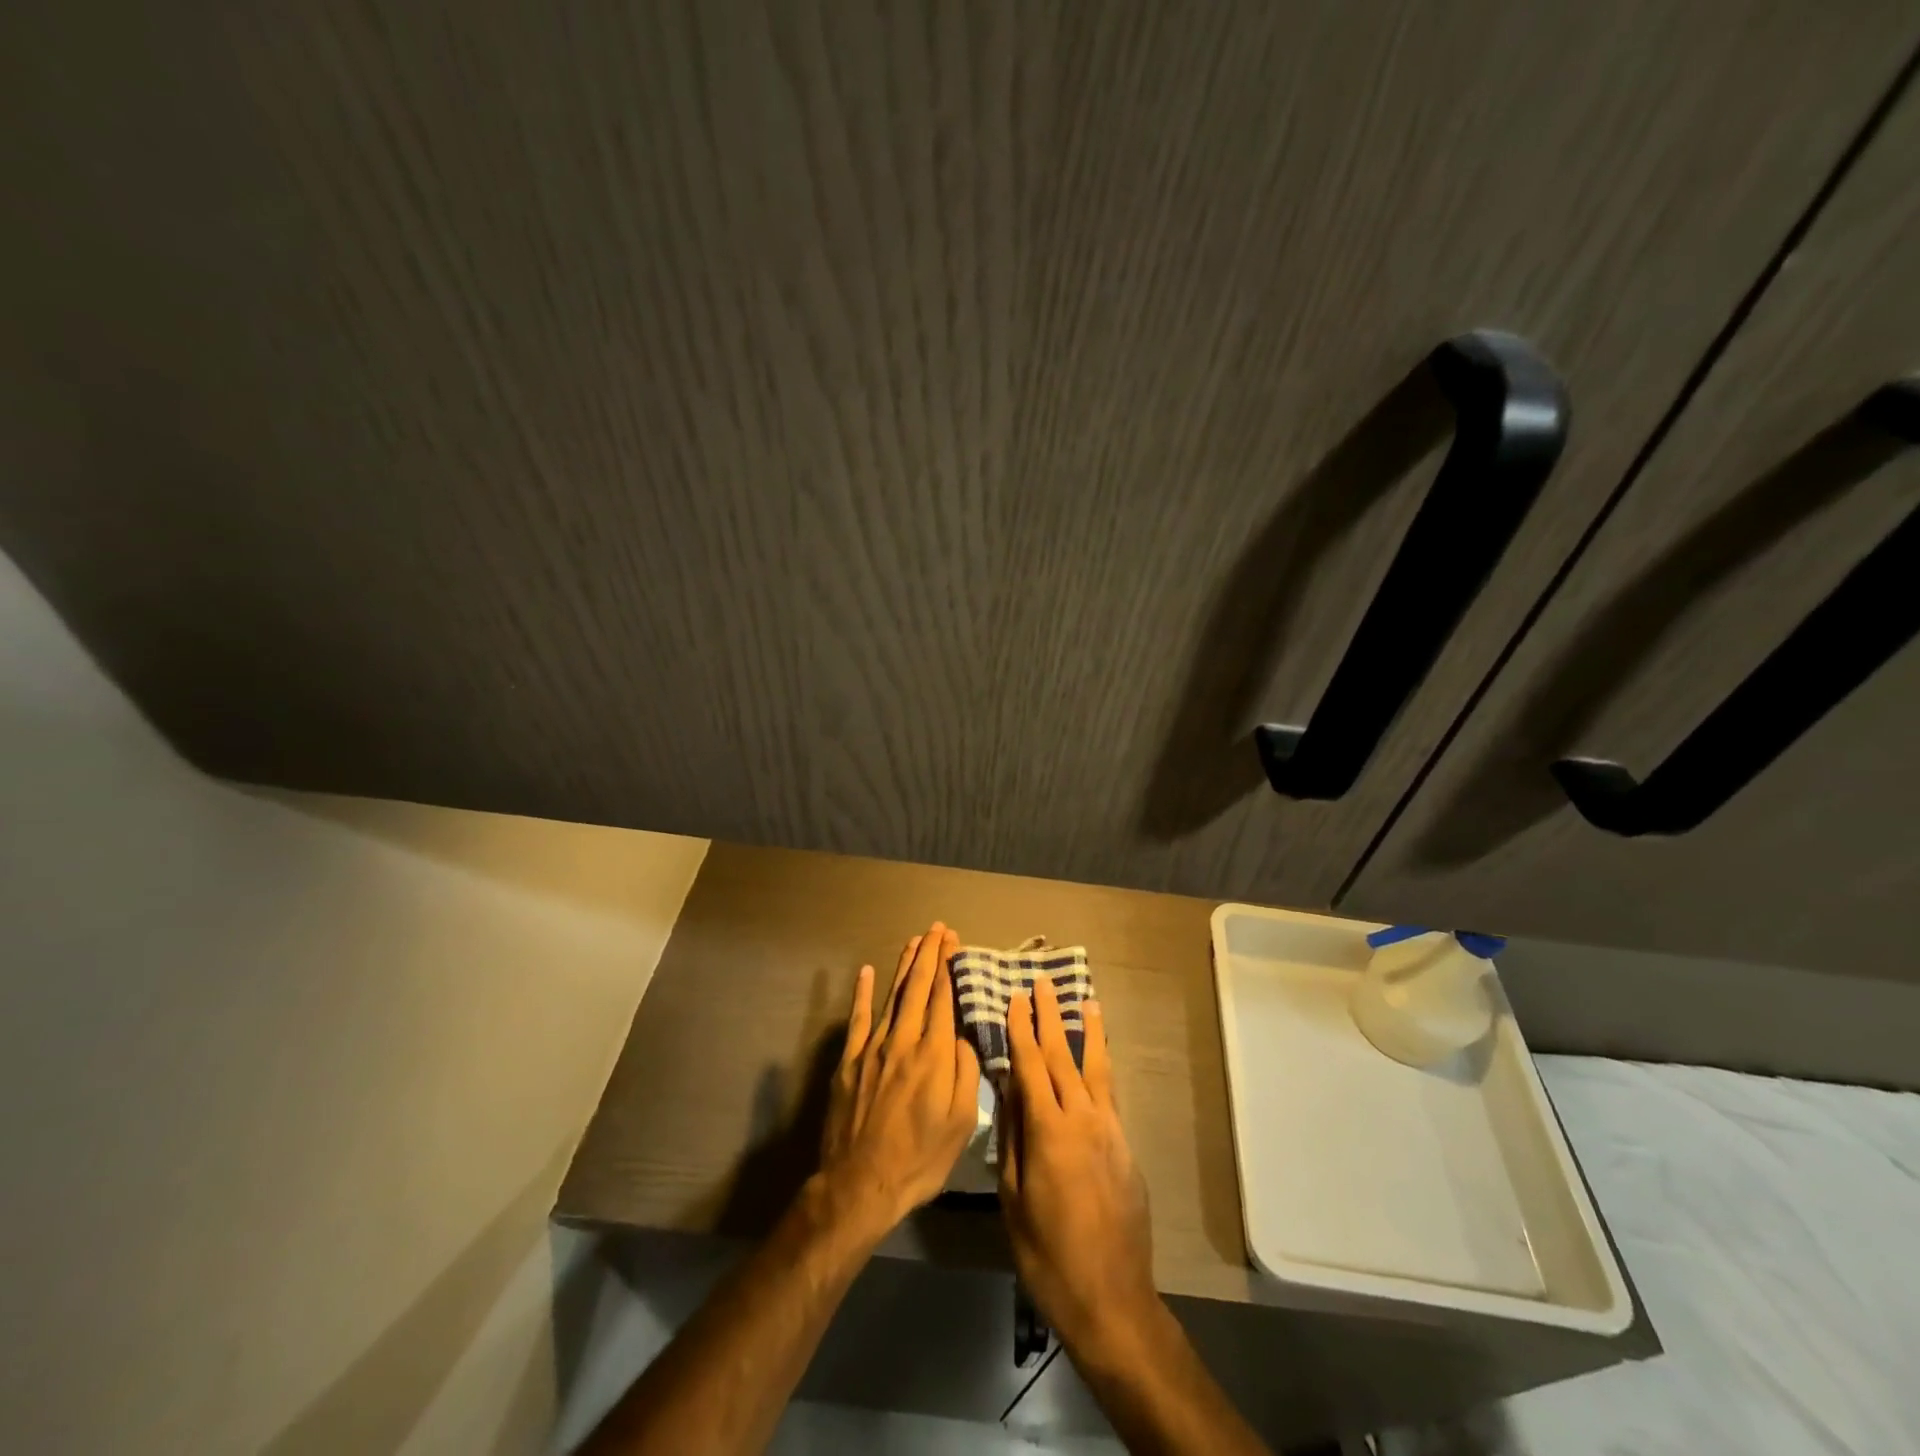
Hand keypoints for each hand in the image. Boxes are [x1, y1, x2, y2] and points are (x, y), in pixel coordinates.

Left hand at [817, 923, 981, 1237]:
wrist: (861, 1184)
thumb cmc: (920, 1158)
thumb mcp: (961, 1122)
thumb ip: (967, 1072)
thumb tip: (966, 1035)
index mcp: (935, 1054)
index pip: (944, 998)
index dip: (949, 966)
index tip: (954, 942)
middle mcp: (905, 1040)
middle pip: (919, 987)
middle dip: (930, 954)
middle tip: (938, 929)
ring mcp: (873, 1047)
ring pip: (893, 995)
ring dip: (905, 965)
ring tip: (915, 940)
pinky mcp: (850, 1060)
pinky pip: (859, 1018)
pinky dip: (862, 993)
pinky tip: (866, 971)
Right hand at [999, 975, 1158, 1358]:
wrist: (1112, 1298)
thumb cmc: (1048, 1254)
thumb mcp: (1014, 1199)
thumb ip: (1012, 1138)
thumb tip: (1008, 1089)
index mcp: (1049, 1130)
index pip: (1030, 1065)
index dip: (1021, 1029)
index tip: (1015, 997)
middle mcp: (1083, 1118)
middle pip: (1063, 1056)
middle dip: (1050, 1016)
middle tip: (1043, 982)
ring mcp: (1109, 1130)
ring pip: (1096, 1068)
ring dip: (1088, 1031)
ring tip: (1085, 1000)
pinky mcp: (1125, 1145)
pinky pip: (1110, 1093)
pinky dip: (1103, 1065)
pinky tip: (1099, 1056)